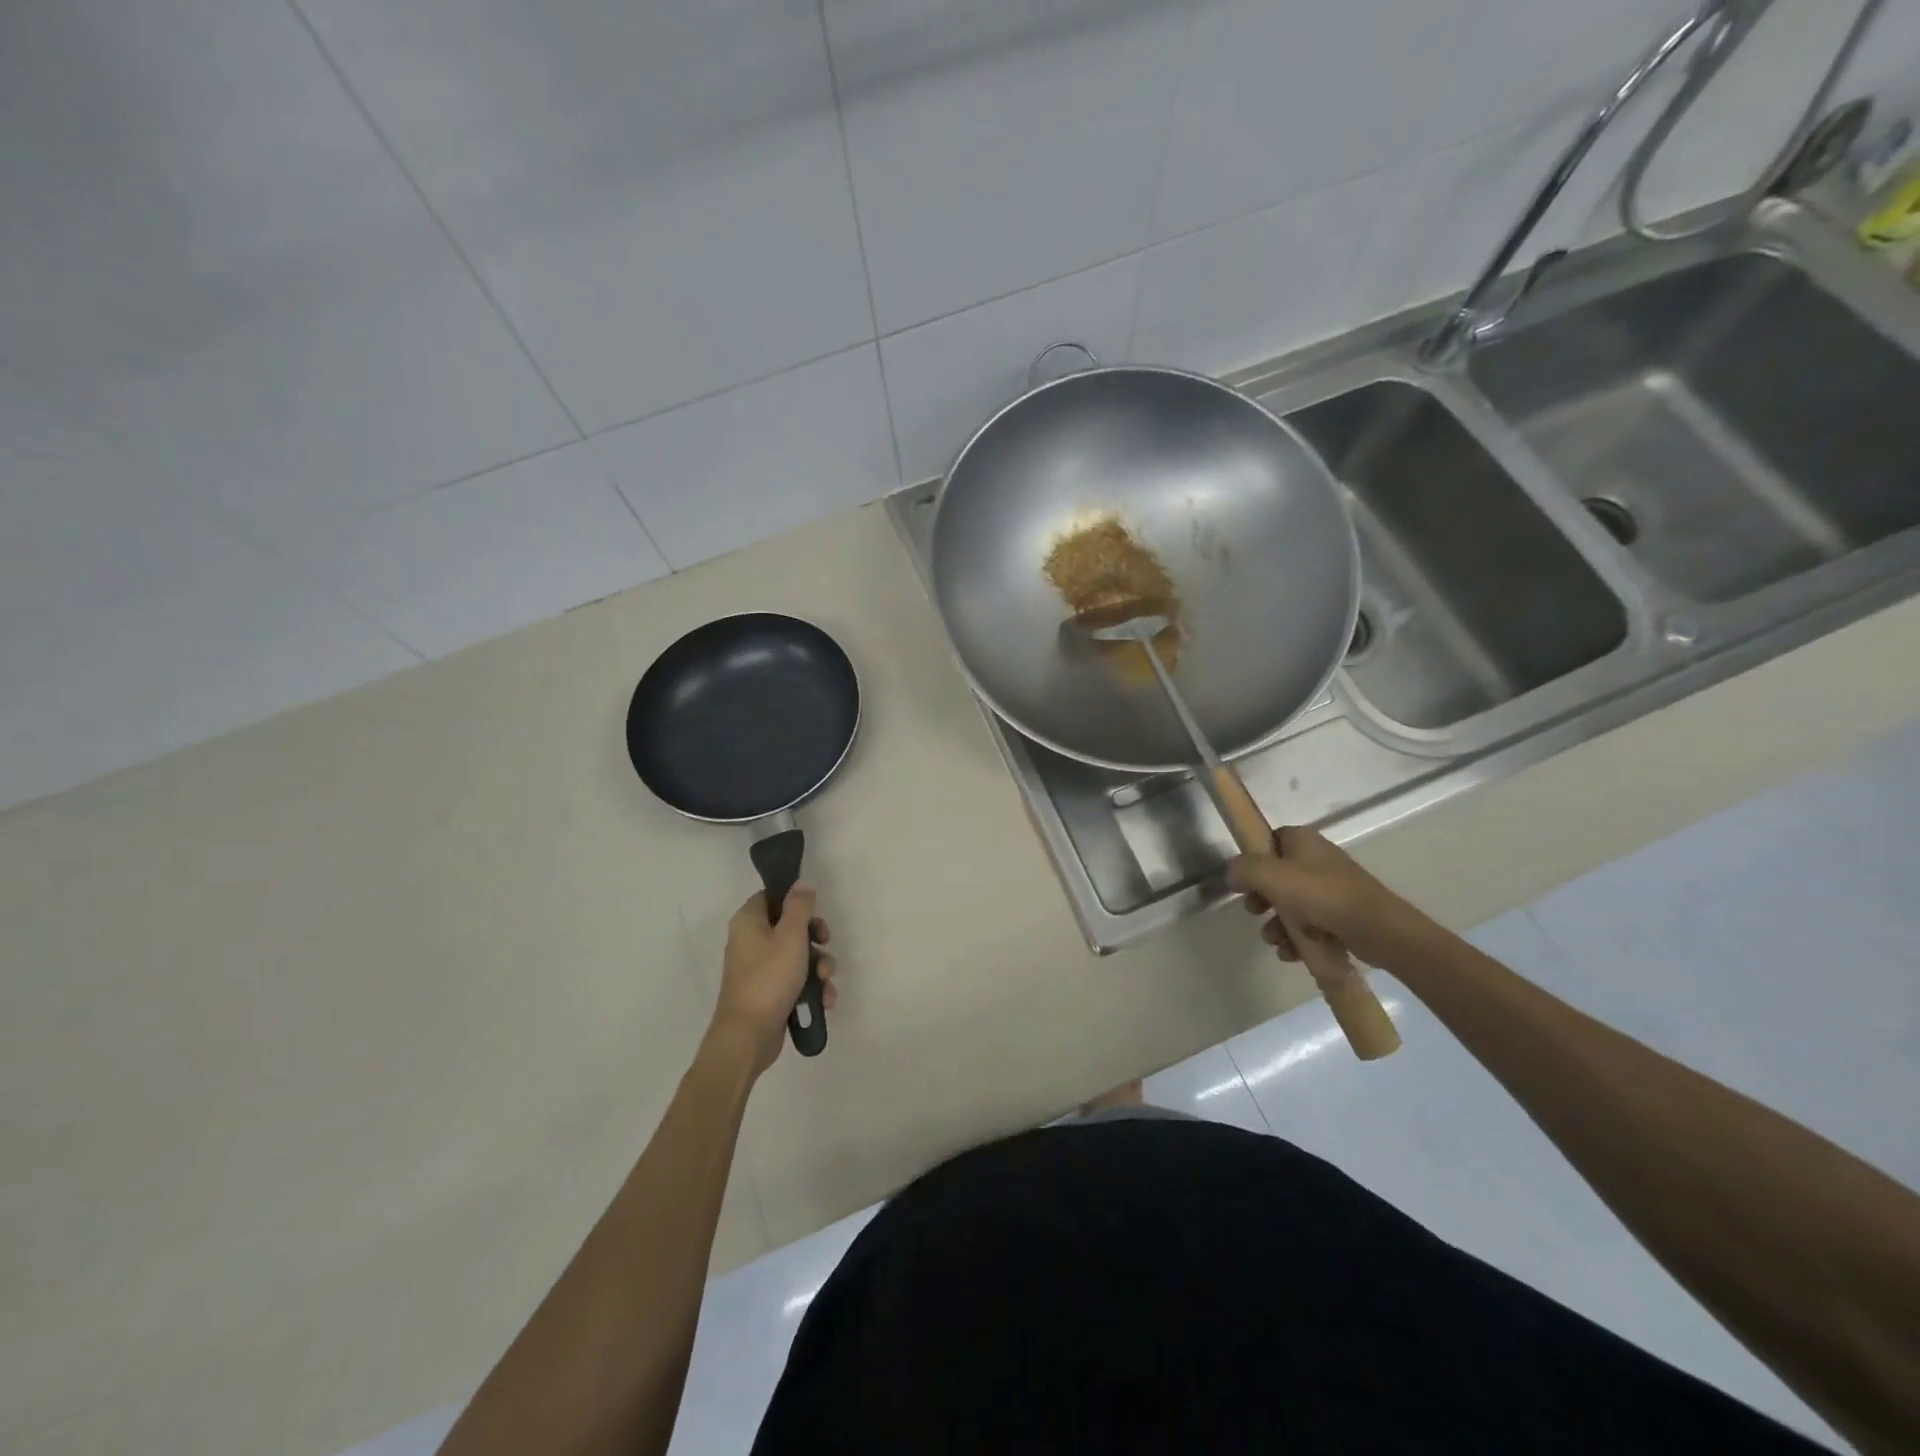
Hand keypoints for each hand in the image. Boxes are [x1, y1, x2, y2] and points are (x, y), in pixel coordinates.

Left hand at [709, 885, 836, 1077]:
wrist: (749, 1036)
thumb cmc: (769, 978)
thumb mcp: (791, 936)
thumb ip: (800, 906)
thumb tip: (803, 883)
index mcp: (749, 922)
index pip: (772, 896)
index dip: (796, 901)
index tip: (814, 912)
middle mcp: (751, 941)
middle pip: (790, 926)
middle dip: (815, 938)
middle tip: (825, 944)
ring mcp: (760, 968)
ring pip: (798, 954)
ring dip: (819, 965)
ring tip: (826, 981)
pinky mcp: (770, 991)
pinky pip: (796, 979)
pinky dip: (812, 986)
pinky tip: (824, 999)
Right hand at [1228, 826, 1441, 971]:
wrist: (1378, 929)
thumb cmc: (1321, 895)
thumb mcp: (1271, 876)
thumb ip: (1243, 870)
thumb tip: (1232, 874)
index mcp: (1303, 841)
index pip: (1269, 841)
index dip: (1253, 860)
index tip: (1244, 882)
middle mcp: (1317, 860)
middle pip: (1276, 876)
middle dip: (1262, 899)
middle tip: (1256, 913)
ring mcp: (1331, 889)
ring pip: (1291, 904)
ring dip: (1277, 925)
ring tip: (1275, 942)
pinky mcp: (1341, 915)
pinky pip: (1310, 925)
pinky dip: (1297, 938)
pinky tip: (1291, 953)